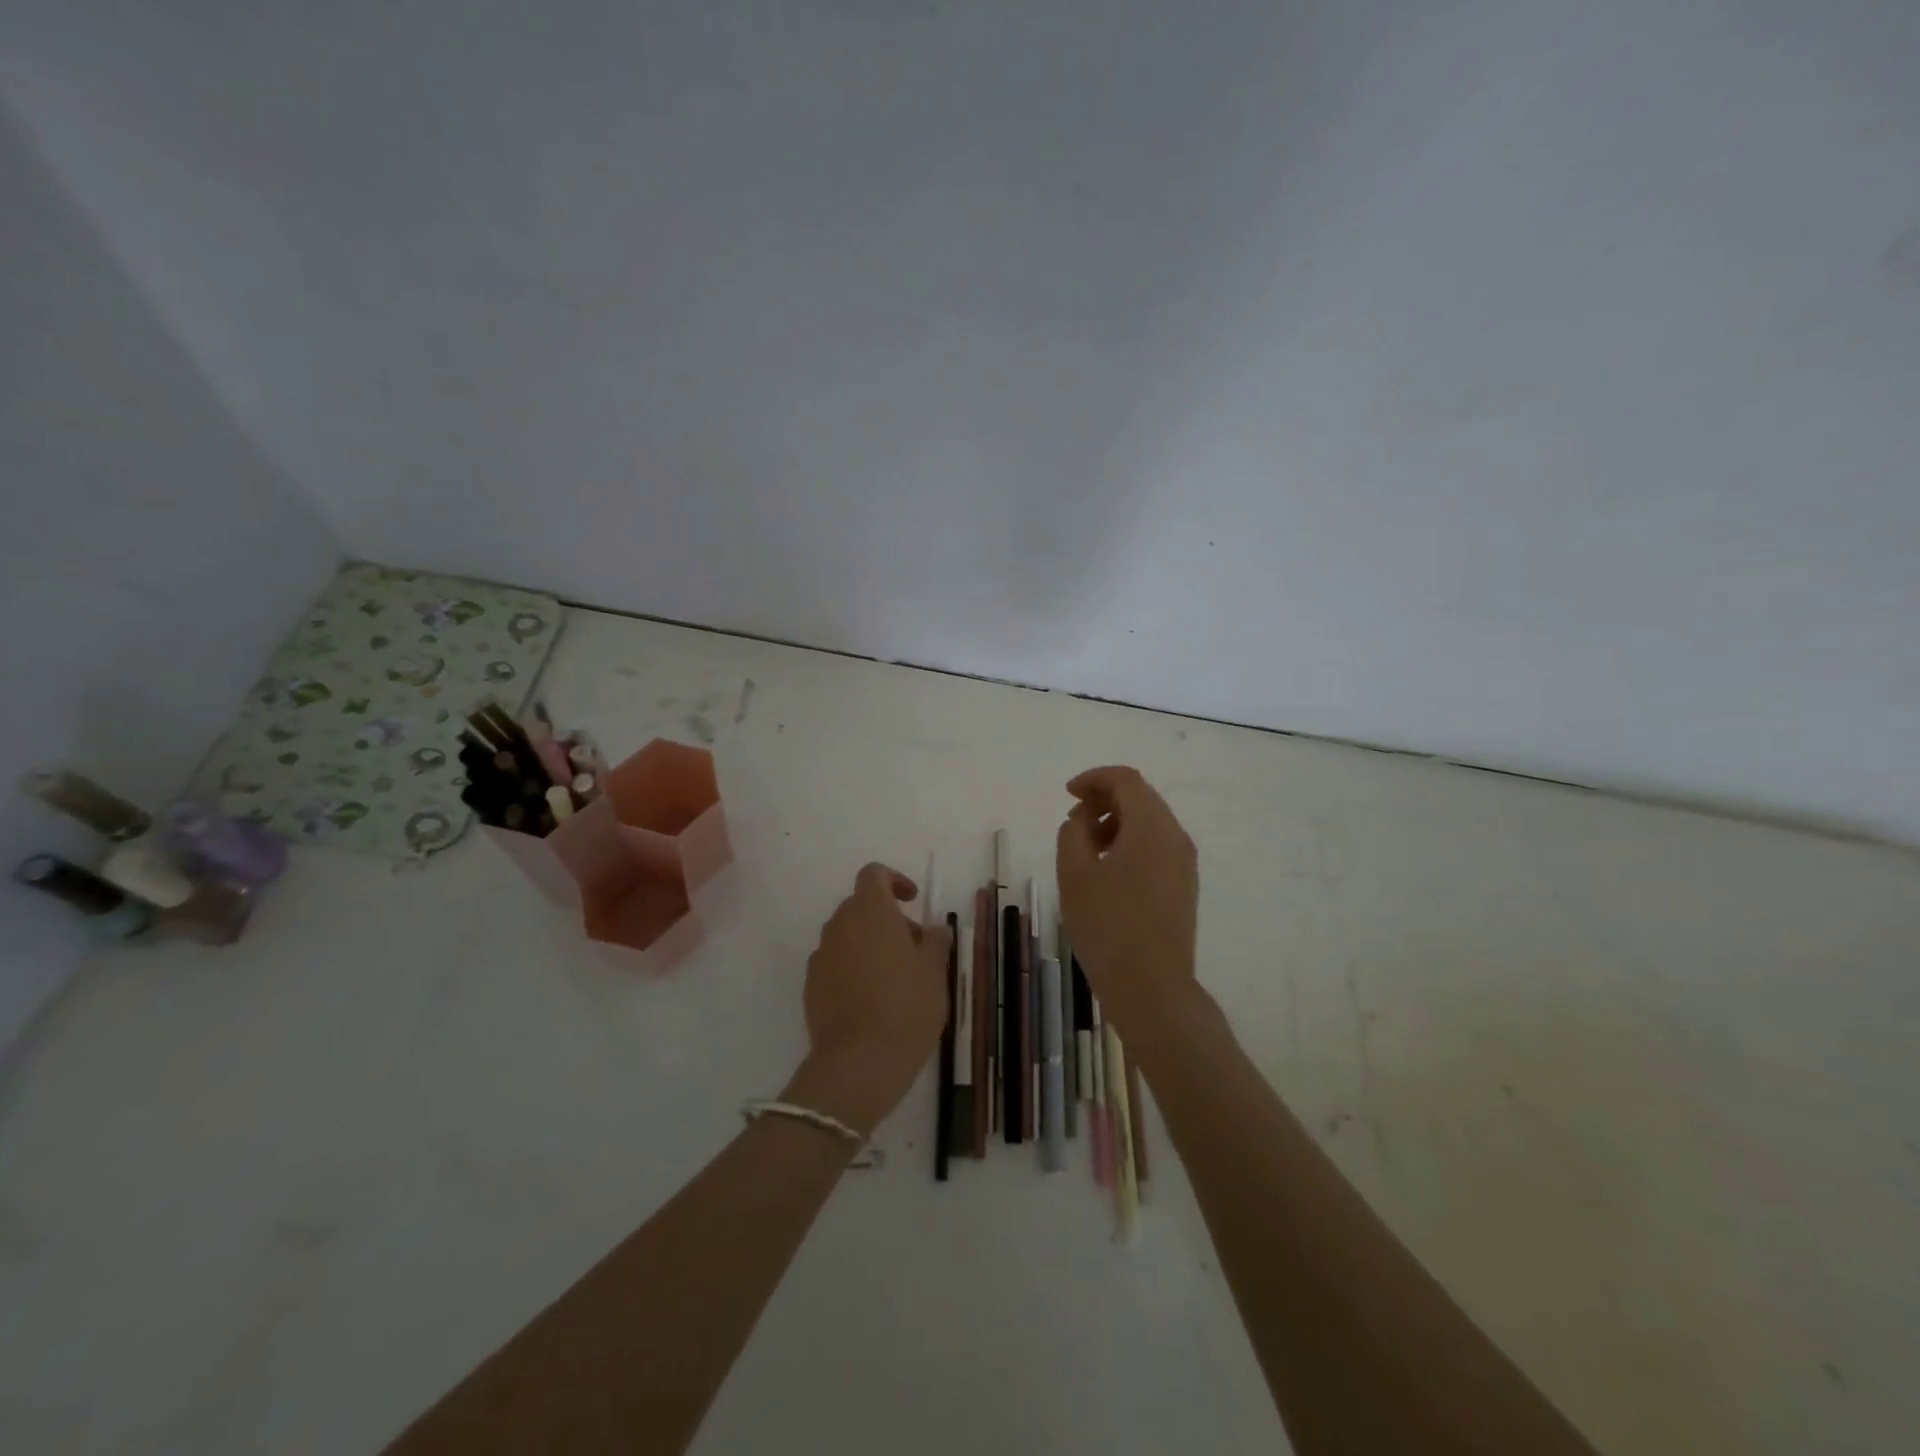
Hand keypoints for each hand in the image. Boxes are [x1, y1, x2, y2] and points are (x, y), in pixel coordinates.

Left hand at [785, 862, 952, 1136]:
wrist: (859, 1062)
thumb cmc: (906, 1007)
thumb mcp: (934, 972)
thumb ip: (935, 941)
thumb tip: (934, 929)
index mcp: (871, 912)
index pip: (873, 875)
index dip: (894, 881)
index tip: (913, 901)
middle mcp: (840, 925)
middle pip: (860, 906)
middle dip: (886, 918)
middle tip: (914, 948)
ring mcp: (821, 956)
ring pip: (846, 936)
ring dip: (868, 944)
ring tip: (895, 979)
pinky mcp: (810, 986)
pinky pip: (834, 964)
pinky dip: (852, 969)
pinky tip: (871, 1000)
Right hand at [1055, 766, 1200, 1049]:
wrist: (1152, 987)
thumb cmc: (1107, 926)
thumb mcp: (1074, 874)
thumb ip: (1073, 832)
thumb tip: (1082, 819)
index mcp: (1151, 827)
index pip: (1126, 780)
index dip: (1094, 778)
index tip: (1067, 794)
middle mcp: (1176, 837)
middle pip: (1141, 797)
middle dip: (1104, 799)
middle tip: (1073, 819)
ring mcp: (1185, 863)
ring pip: (1150, 822)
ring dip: (1116, 821)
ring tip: (1086, 847)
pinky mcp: (1184, 885)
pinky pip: (1157, 845)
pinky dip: (1131, 842)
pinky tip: (1107, 869)